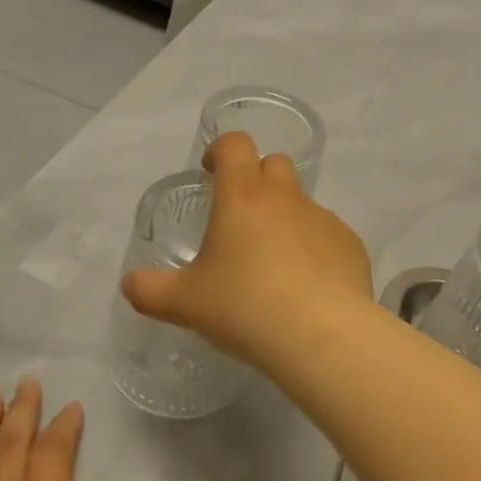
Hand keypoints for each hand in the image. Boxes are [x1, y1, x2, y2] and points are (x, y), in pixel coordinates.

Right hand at [121, 131, 373, 370]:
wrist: (322, 336)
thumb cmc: (245, 308)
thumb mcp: (185, 304)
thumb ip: (150, 290)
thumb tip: (130, 284)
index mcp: (243, 197)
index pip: (235, 145)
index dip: (221, 150)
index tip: (212, 172)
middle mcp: (286, 198)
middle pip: (274, 164)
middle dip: (256, 180)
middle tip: (241, 219)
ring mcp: (324, 219)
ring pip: (302, 204)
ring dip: (286, 220)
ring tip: (274, 266)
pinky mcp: (351, 245)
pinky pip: (328, 236)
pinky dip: (315, 250)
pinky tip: (307, 287)